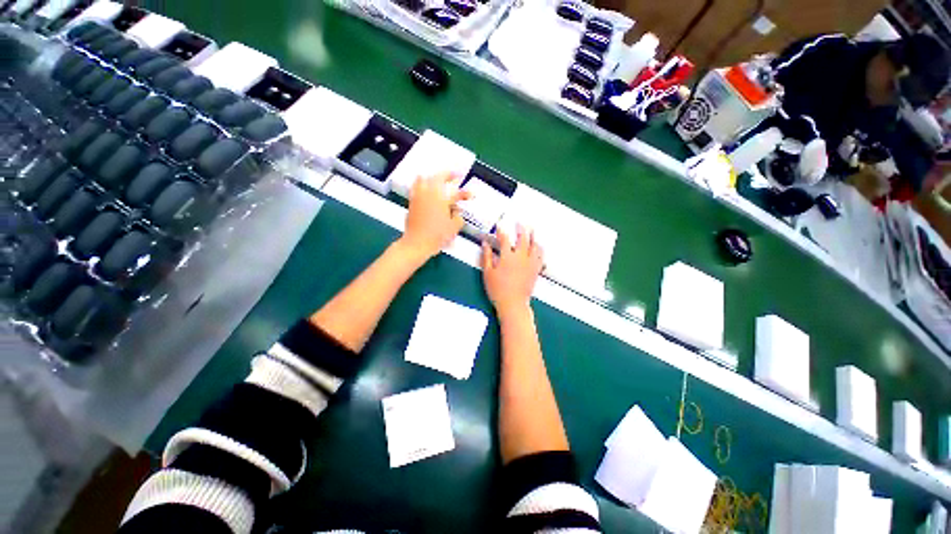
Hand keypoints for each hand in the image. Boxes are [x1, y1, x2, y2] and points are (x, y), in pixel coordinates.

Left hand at [399, 172, 470, 261]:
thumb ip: (458, 216)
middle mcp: (428, 193)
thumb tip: (456, 211)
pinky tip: (422, 184)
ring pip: (424, 179)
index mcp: (441, 198)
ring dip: (433, 178)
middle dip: (448, 175)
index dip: (464, 190)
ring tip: (438, 178)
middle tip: (454, 176)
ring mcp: (418, 196)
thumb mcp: (454, 227)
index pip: (455, 190)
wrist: (417, 243)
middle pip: (438, 177)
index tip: (469, 190)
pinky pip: (416, 187)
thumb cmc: (437, 235)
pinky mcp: (411, 202)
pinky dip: (421, 183)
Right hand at [481, 226, 543, 315]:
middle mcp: (521, 257)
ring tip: (531, 230)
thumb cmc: (498, 289)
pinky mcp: (535, 270)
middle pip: (523, 238)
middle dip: (521, 229)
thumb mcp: (487, 273)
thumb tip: (485, 243)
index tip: (500, 227)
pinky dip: (539, 249)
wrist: (513, 304)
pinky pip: (540, 256)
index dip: (501, 231)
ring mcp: (530, 263)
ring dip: (532, 236)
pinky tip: (539, 246)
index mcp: (507, 257)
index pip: (505, 239)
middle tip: (519, 223)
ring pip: (534, 245)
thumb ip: (486, 256)